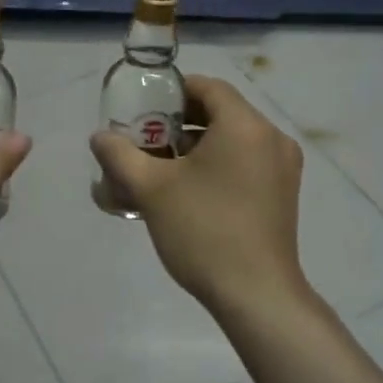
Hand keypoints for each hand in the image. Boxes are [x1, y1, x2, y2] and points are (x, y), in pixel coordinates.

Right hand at [91, 74, 306, 316]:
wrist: (256, 295)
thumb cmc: (204, 230)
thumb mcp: (151, 189)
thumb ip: (120, 155)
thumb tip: (100, 137)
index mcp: (245, 126)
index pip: (208, 87)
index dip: (173, 91)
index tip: (143, 109)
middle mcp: (271, 138)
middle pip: (221, 112)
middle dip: (180, 121)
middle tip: (145, 139)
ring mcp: (283, 168)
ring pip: (233, 139)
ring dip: (197, 145)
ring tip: (160, 167)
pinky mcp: (283, 194)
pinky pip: (246, 161)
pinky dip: (217, 164)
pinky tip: (188, 190)